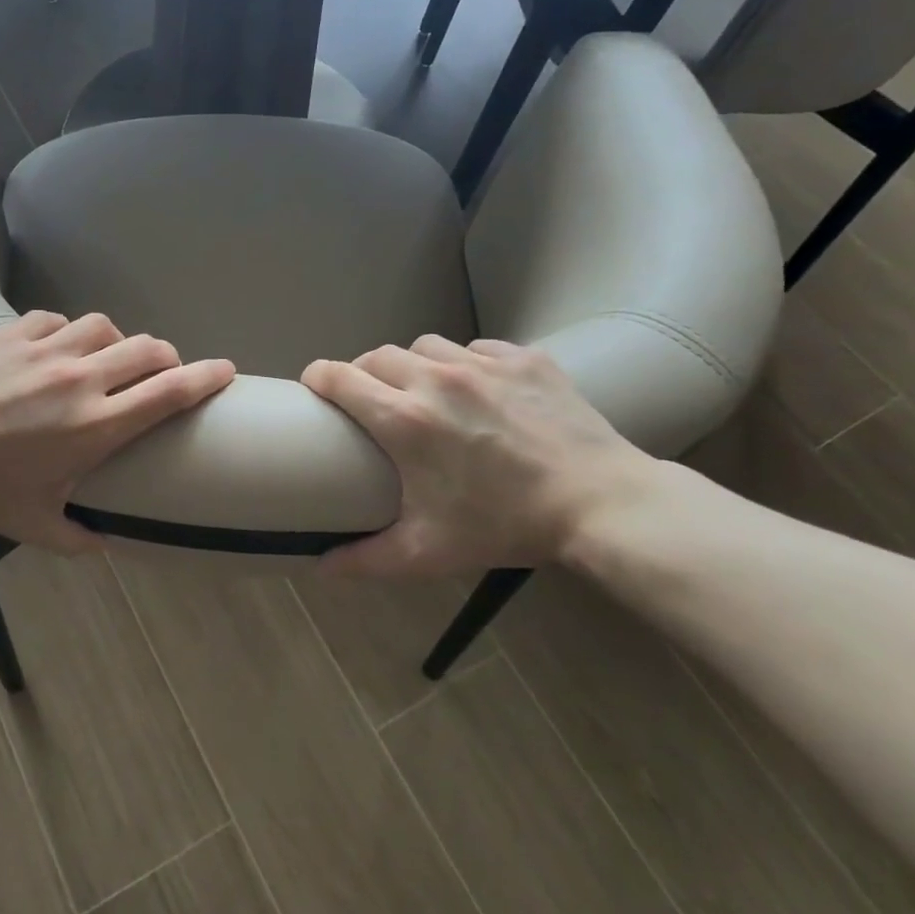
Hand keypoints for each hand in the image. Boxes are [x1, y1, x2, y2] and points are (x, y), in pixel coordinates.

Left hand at [0, 311, 234, 551]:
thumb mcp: (31, 526)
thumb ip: (78, 538)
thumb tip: (106, 545)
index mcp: (95, 426)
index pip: (169, 392)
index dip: (206, 377)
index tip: (226, 371)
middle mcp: (80, 379)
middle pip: (148, 350)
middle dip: (167, 359)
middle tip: (162, 374)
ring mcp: (45, 350)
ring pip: (105, 326)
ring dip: (117, 342)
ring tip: (107, 361)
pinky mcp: (11, 334)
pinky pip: (58, 321)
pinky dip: (69, 333)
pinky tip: (57, 349)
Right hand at [300, 335, 660, 576]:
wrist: (599, 503)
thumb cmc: (505, 526)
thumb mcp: (428, 551)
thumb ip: (367, 559)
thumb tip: (321, 567)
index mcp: (405, 420)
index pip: (339, 377)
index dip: (318, 377)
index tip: (314, 388)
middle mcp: (436, 379)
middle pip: (376, 356)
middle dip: (363, 373)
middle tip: (371, 401)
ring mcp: (483, 363)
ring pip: (425, 346)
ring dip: (413, 365)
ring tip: (426, 392)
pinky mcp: (524, 358)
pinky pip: (478, 348)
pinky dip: (466, 363)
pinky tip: (480, 390)